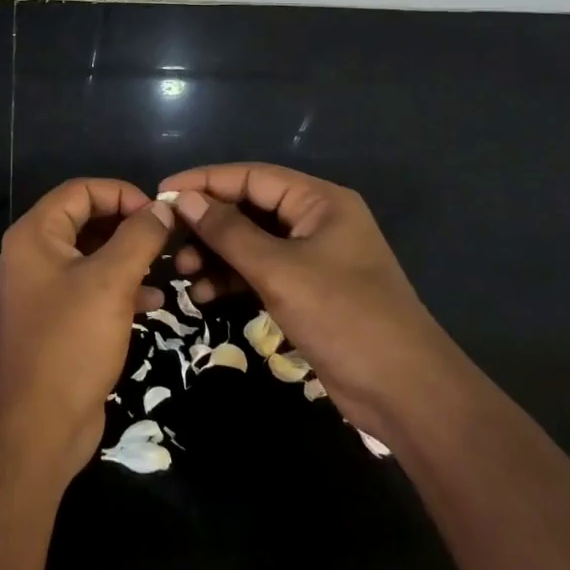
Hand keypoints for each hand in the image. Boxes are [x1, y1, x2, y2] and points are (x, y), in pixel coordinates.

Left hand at [0, 179, 175, 479]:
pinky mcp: (59, 318)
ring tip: (167, 265)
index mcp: (35, 234)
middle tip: (167, 238)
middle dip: (128, 225)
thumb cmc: (72, 341)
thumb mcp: (111, 282)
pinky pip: (93, 287)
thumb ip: (138, 237)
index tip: (159, 213)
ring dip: (129, 256)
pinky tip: (154, 302)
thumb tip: (162, 208)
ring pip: (93, 254)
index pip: (81, 190)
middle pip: (86, 219)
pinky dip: (121, 287)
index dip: (121, 193)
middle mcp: (34, 253)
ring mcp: (45, 287)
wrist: (40, 424)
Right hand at [161, 164, 454, 438]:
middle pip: (248, 208)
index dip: (205, 181)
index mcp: (319, 201)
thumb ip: (228, 232)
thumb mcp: (279, 270)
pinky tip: (203, 296)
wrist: (406, 393)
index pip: (251, 176)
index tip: (162, 193)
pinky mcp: (307, 290)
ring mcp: (312, 257)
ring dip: (215, 255)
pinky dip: (232, 279)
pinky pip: (259, 271)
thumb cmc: (344, 317)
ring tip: (181, 274)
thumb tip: (184, 199)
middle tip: (167, 240)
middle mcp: (315, 220)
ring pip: (250, 242)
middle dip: (207, 224)